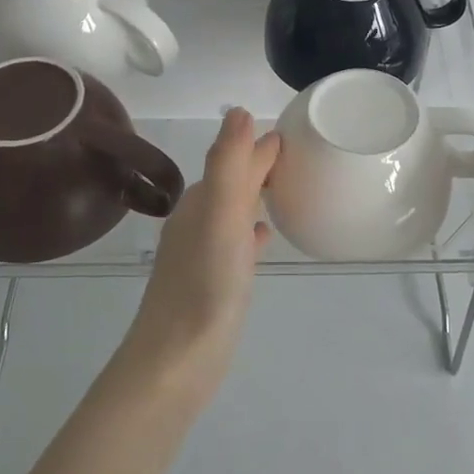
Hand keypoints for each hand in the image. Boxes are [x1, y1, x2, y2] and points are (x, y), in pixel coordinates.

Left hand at [125, 108, 280, 387]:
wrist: (176, 363)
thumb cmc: (204, 286)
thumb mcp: (220, 217)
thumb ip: (229, 164)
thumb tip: (239, 111)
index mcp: (202, 202)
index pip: (235, 160)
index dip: (260, 145)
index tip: (294, 133)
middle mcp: (199, 221)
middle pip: (234, 182)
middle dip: (260, 165)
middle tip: (297, 155)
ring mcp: (203, 254)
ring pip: (234, 211)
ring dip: (255, 195)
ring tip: (286, 187)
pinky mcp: (212, 283)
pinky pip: (236, 244)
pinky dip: (250, 231)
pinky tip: (263, 236)